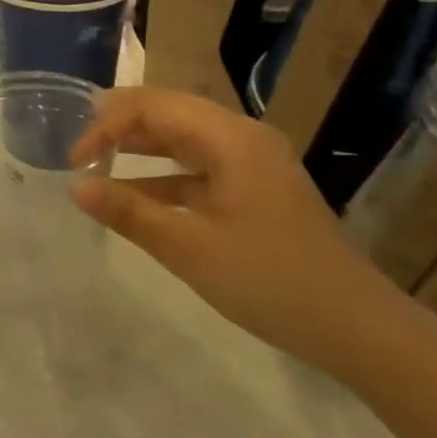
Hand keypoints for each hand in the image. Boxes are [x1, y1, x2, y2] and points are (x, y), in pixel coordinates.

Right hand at [69, 87, 405, 370]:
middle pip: (169, 112)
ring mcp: (253, 162)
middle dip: (120, 126)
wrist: (360, 331)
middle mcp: (242, 136)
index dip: (107, 125)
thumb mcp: (190, 248)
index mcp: (230, 138)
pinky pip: (199, 166)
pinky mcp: (257, 188)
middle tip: (80, 147)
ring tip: (98, 161)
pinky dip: (164, 175)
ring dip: (140, 147)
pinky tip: (136, 194)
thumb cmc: (272, 282)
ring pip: (183, 137)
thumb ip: (129, 212)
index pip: (153, 106)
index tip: (76, 160)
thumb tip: (76, 186)